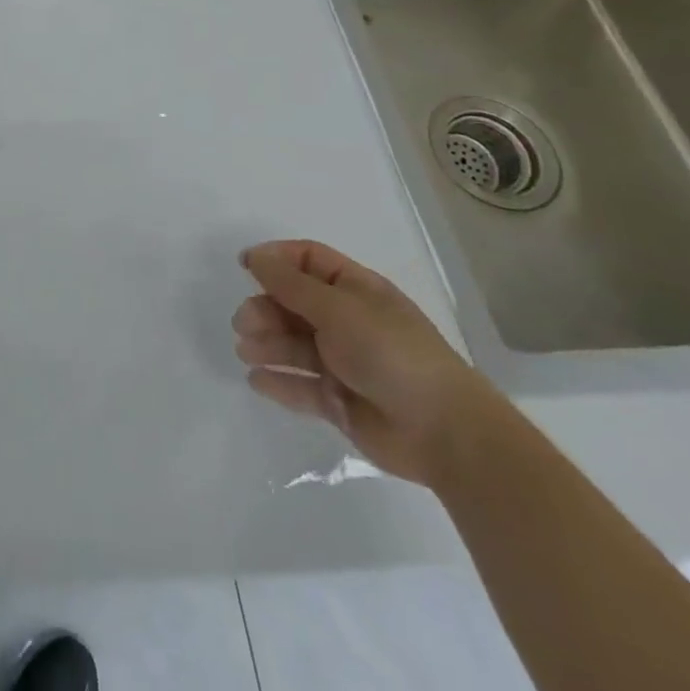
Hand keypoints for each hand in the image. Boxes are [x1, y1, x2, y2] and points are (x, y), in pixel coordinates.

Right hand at [233, 239, 500, 485]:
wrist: (445, 433)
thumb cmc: (391, 353)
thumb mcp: (338, 308)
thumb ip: (291, 284)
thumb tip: (255, 257)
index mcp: (356, 291)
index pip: (308, 260)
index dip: (276, 259)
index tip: (245, 267)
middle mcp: (348, 322)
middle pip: (293, 303)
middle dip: (264, 309)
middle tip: (244, 324)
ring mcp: (344, 362)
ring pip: (293, 344)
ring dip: (265, 344)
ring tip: (246, 352)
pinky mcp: (339, 401)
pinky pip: (301, 386)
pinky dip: (277, 382)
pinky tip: (256, 380)